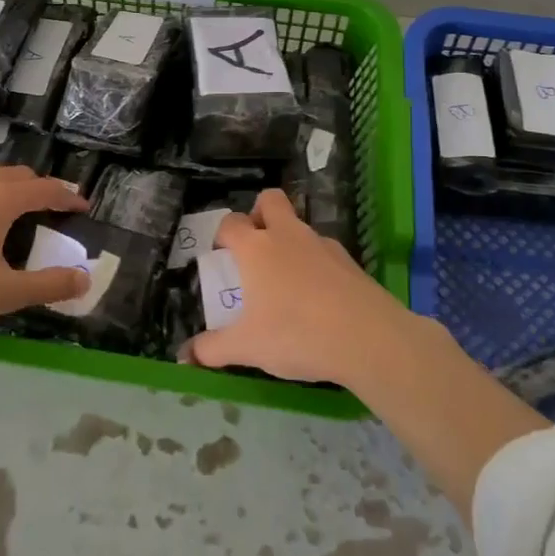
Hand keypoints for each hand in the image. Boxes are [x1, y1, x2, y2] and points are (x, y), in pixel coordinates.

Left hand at [0, 165, 90, 337]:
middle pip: (19, 176)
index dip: (69, 196)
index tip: (84, 206)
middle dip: (41, 189)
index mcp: (1, 198)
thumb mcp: (2, 293)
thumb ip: (48, 285)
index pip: (46, 189)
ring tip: (17, 210)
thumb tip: (85, 277)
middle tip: (53, 209)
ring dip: (11, 187)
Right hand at [188, 189, 415, 386]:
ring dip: (289, 241)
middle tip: (255, 248)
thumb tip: (186, 355)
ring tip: (287, 281)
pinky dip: (316, 264)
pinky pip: (324, 251)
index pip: (231, 223)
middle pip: (270, 200)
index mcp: (256, 248)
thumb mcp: (248, 348)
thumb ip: (213, 349)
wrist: (367, 337)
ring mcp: (321, 244)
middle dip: (259, 213)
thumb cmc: (296, 334)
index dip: (222, 235)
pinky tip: (319, 298)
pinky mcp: (348, 260)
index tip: (222, 256)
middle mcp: (287, 235)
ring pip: (299, 225)